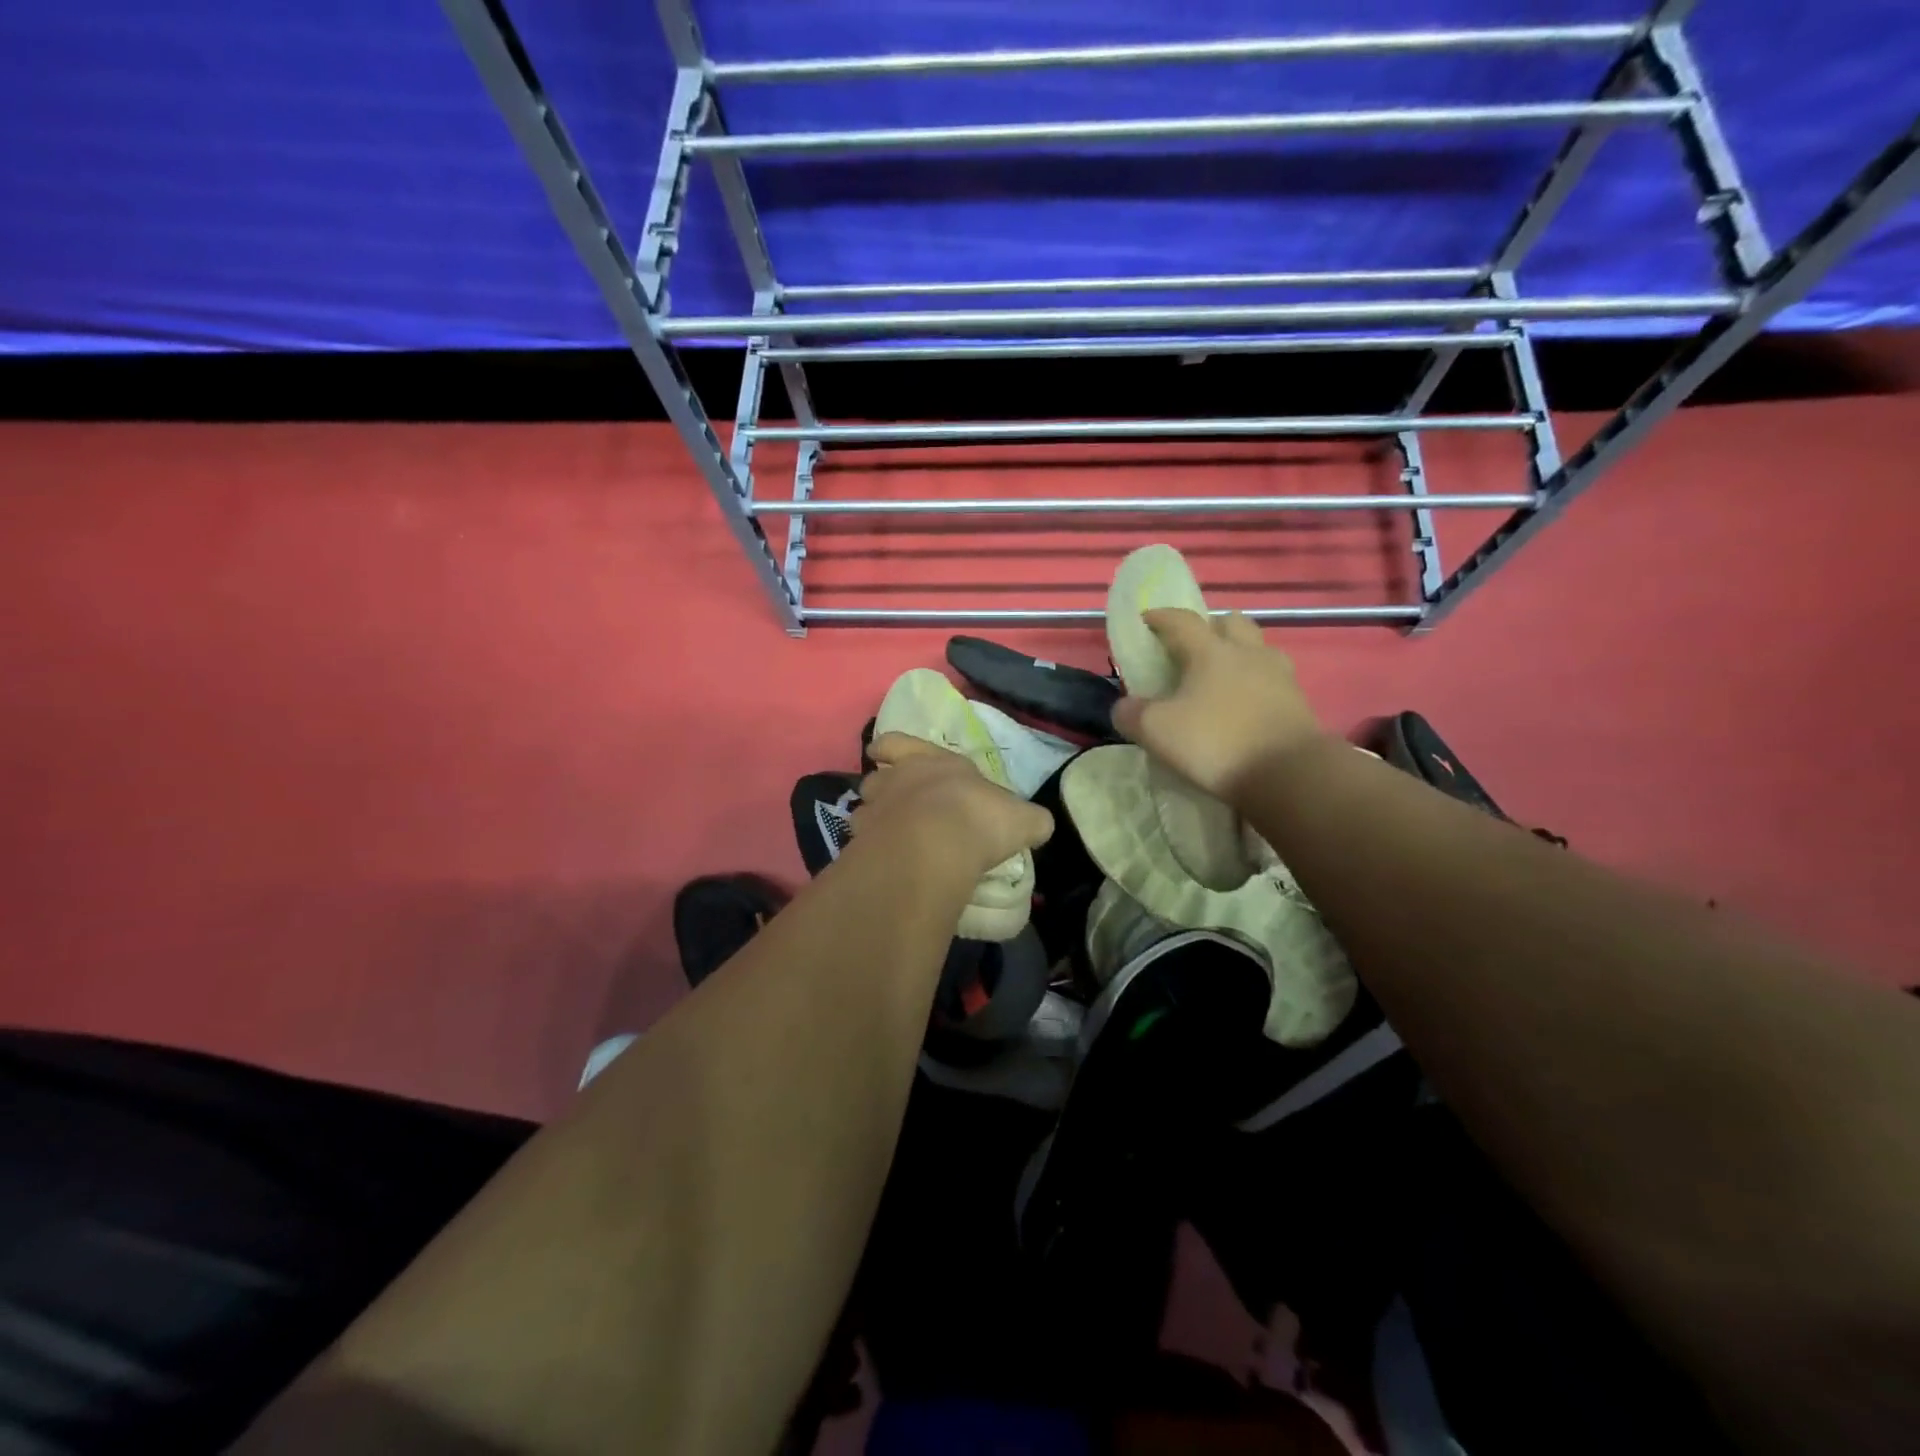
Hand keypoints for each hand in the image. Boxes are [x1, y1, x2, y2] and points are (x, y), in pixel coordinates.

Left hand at [858, 734, 1053, 879]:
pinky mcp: (863, 843)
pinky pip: (862, 843)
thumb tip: (1038, 825)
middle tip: (893, 802)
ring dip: (875, 819)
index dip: (891, 747)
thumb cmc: (980, 819)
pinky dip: (871, 851)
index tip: (880, 752)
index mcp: (936, 762)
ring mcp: (877, 810)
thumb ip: (1029, 820)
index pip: (901, 743)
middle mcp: (900, 779)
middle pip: (877, 777)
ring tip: (889, 836)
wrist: (935, 846)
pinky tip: (885, 864)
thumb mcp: (1023, 819)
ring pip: (865, 808)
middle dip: (883, 787)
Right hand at [1110, 609, 1325, 803]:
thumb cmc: (1216, 743)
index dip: (1161, 617)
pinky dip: (1256, 683)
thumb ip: (1132, 715)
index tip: (1146, 619)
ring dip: (1239, 652)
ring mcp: (1279, 676)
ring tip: (1222, 676)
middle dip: (1210, 626)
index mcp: (1211, 652)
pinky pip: (1273, 679)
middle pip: (1230, 622)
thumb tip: (1124, 706)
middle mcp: (1248, 653)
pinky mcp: (1299, 702)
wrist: (1289, 774)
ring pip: (1258, 648)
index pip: (1182, 620)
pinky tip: (1245, 704)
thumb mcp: (1157, 732)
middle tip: (1193, 646)